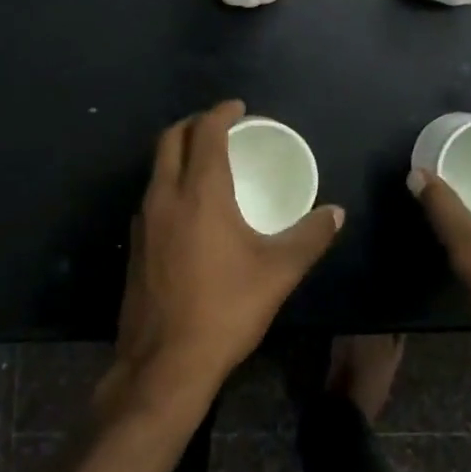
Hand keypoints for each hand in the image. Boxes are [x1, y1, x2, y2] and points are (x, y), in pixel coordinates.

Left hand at [103, 101, 344, 418]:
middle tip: (220, 126)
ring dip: (179, 151)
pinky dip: (170, 181)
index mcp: (200, 192)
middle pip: (171, 139)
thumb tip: (336, 213)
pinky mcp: (134, 244)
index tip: (239, 108)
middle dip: (194, 123)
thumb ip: (310, 237)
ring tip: (206, 159)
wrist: (165, 363)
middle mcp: (165, 196)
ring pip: (157, 166)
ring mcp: (143, 220)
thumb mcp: (278, 272)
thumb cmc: (225, 310)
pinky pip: (151, 194)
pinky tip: (189, 206)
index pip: (205, 132)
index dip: (221, 112)